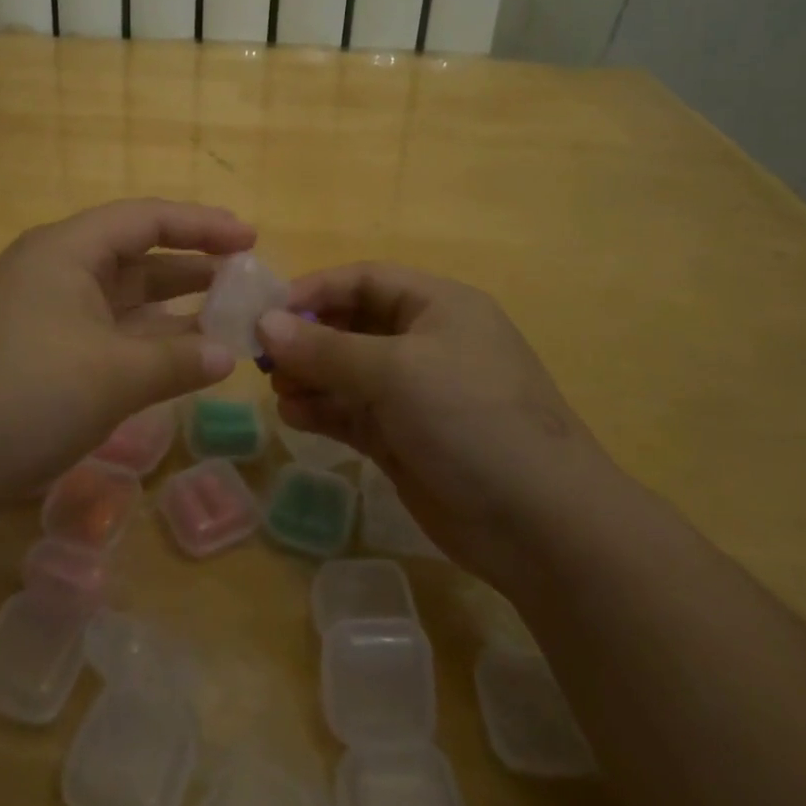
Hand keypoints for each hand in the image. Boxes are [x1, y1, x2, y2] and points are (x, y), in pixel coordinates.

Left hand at [0, 199, 251, 512]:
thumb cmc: (27, 395)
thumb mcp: (114, 376)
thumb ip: (179, 360)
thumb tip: (229, 355)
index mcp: (66, 250)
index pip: (146, 219)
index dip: (202, 225)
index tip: (250, 237)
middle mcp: (55, 269)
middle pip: (135, 254)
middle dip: (192, 265)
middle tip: (245, 276)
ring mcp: (44, 311)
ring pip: (122, 297)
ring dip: (171, 307)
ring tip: (226, 314)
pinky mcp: (39, 350)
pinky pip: (106, 331)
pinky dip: (144, 340)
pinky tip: (179, 356)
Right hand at [256, 263, 611, 579]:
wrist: (541, 525)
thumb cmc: (470, 419)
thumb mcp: (394, 372)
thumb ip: (325, 348)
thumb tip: (265, 323)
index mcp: (438, 306)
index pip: (365, 280)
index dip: (316, 289)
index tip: (268, 311)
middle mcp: (426, 342)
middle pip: (352, 325)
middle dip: (308, 338)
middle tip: (264, 357)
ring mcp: (417, 394)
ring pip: (349, 372)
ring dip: (311, 377)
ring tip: (278, 390)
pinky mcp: (407, 439)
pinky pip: (354, 413)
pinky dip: (324, 411)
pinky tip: (295, 417)